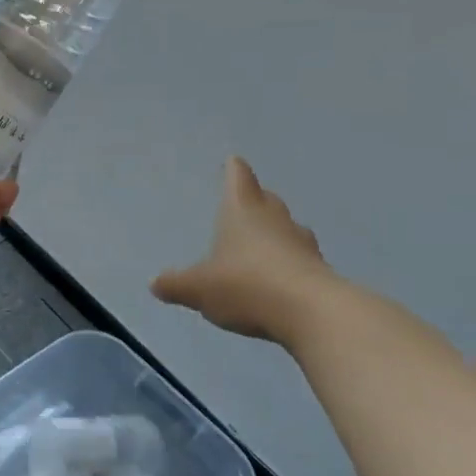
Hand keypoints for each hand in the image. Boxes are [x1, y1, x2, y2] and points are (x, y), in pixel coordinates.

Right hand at [151, 157, 331, 340]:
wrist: (311, 313)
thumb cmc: (246, 285)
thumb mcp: (199, 289)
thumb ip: (176, 285)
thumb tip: (155, 283)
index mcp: (243, 211)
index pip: (239, 178)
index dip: (234, 170)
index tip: (233, 162)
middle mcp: (274, 219)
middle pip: (266, 199)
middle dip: (255, 200)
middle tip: (245, 203)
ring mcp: (302, 243)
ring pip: (286, 228)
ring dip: (275, 232)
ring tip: (261, 243)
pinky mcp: (320, 270)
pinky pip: (299, 258)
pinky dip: (289, 262)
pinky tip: (279, 278)